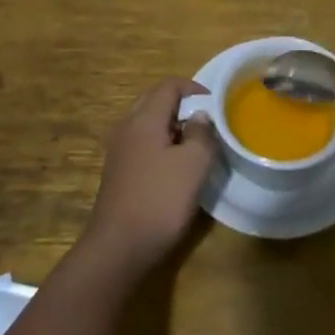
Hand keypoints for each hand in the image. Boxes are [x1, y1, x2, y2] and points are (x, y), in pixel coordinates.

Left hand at [82, 78, 219, 276]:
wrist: (118, 247)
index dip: (194, 88)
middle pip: (154, 101)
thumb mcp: (194, 164)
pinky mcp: (118, 172)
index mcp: (144, 120)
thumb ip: (202, 134)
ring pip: (148, 124)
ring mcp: (119, 151)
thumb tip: (200, 117)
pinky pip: (142, 144)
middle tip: (207, 122)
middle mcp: (127, 128)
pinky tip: (176, 167)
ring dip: (172, 126)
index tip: (216, 103)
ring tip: (196, 145)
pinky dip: (161, 145)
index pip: (168, 86)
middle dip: (182, 105)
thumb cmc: (160, 200)